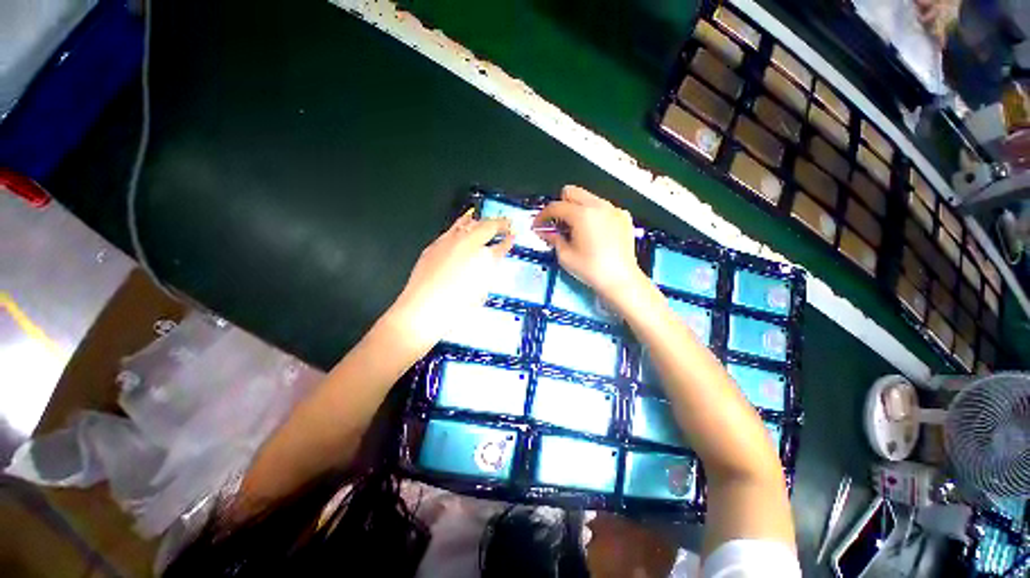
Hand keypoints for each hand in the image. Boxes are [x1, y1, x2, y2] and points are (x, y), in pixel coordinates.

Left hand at [388, 210, 512, 353]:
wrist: (423, 309)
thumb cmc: (456, 306)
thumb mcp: (480, 291)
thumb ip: (487, 271)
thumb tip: (491, 260)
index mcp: (483, 258)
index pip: (501, 245)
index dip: (508, 240)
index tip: (512, 236)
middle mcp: (467, 244)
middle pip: (486, 226)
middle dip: (498, 223)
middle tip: (504, 224)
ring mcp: (449, 241)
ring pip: (467, 223)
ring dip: (479, 221)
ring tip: (484, 221)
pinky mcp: (434, 245)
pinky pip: (451, 229)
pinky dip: (461, 226)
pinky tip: (462, 229)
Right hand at [533, 186, 647, 311]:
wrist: (620, 280)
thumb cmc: (590, 269)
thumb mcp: (565, 256)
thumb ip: (553, 238)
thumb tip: (544, 232)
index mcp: (582, 214)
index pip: (555, 206)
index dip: (542, 215)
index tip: (537, 225)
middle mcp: (598, 205)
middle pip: (572, 192)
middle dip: (560, 205)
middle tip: (557, 223)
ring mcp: (613, 209)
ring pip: (589, 197)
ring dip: (577, 208)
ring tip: (575, 228)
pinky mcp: (624, 216)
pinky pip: (603, 207)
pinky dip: (594, 214)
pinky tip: (594, 232)